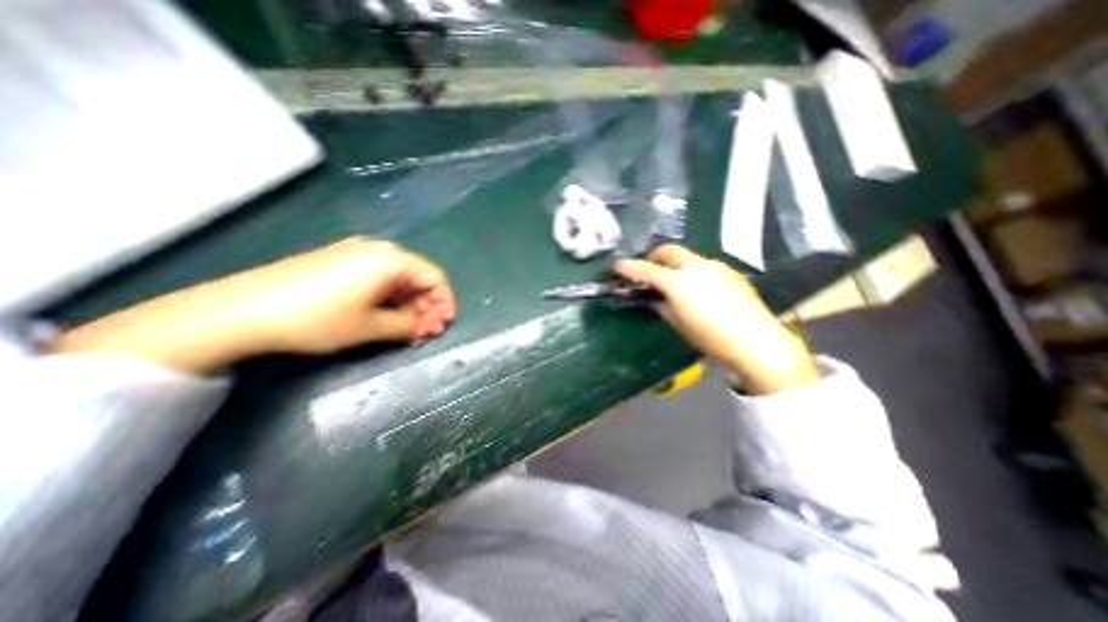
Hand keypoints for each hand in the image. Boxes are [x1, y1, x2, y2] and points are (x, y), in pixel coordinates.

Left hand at [48, 237, 455, 374]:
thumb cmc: (318, 318)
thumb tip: (427, 325)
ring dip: (409, 307)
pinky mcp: (340, 264)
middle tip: (426, 334)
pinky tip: (387, 320)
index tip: (445, 325)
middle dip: (427, 307)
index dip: (445, 302)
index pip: (435, 277)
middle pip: (418, 278)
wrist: (241, 311)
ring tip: (408, 332)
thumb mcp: (371, 326)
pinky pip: (379, 281)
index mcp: (391, 259)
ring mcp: (357, 255)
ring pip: (399, 281)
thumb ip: (409, 324)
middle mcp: (378, 251)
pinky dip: (390, 301)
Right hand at [621, 244, 815, 392]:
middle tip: (649, 268)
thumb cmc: (710, 337)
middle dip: (654, 256)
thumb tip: (654, 297)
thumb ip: (661, 306)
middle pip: (669, 250)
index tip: (618, 266)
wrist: (756, 340)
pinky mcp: (730, 271)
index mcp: (678, 282)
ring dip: (675, 263)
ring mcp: (715, 266)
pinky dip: (693, 270)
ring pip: (688, 256)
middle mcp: (695, 266)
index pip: (647, 270)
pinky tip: (699, 288)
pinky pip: (704, 265)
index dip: (629, 267)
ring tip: (675, 280)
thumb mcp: (678, 323)